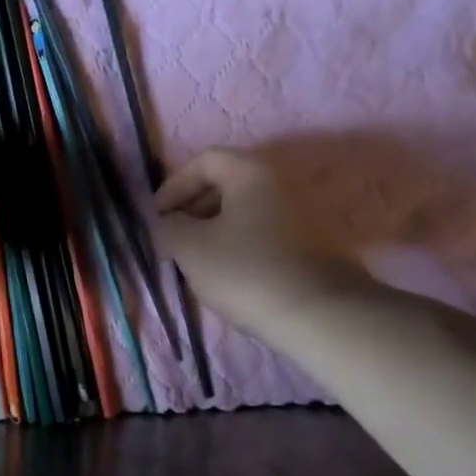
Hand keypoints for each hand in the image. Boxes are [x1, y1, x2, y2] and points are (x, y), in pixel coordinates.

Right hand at [155, 147, 373, 337]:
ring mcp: (300, 214)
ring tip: (195, 262)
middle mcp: (280, 183)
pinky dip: (238, 244)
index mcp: (251, 173)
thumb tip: (167, 222)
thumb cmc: (245, 271)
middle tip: (173, 239)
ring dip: (213, 230)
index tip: (158, 217)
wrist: (317, 314)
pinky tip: (227, 274)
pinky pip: (262, 233)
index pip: (205, 161)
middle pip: (226, 184)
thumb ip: (168, 226)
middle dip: (192, 208)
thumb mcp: (190, 247)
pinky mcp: (309, 245)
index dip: (174, 185)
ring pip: (244, 212)